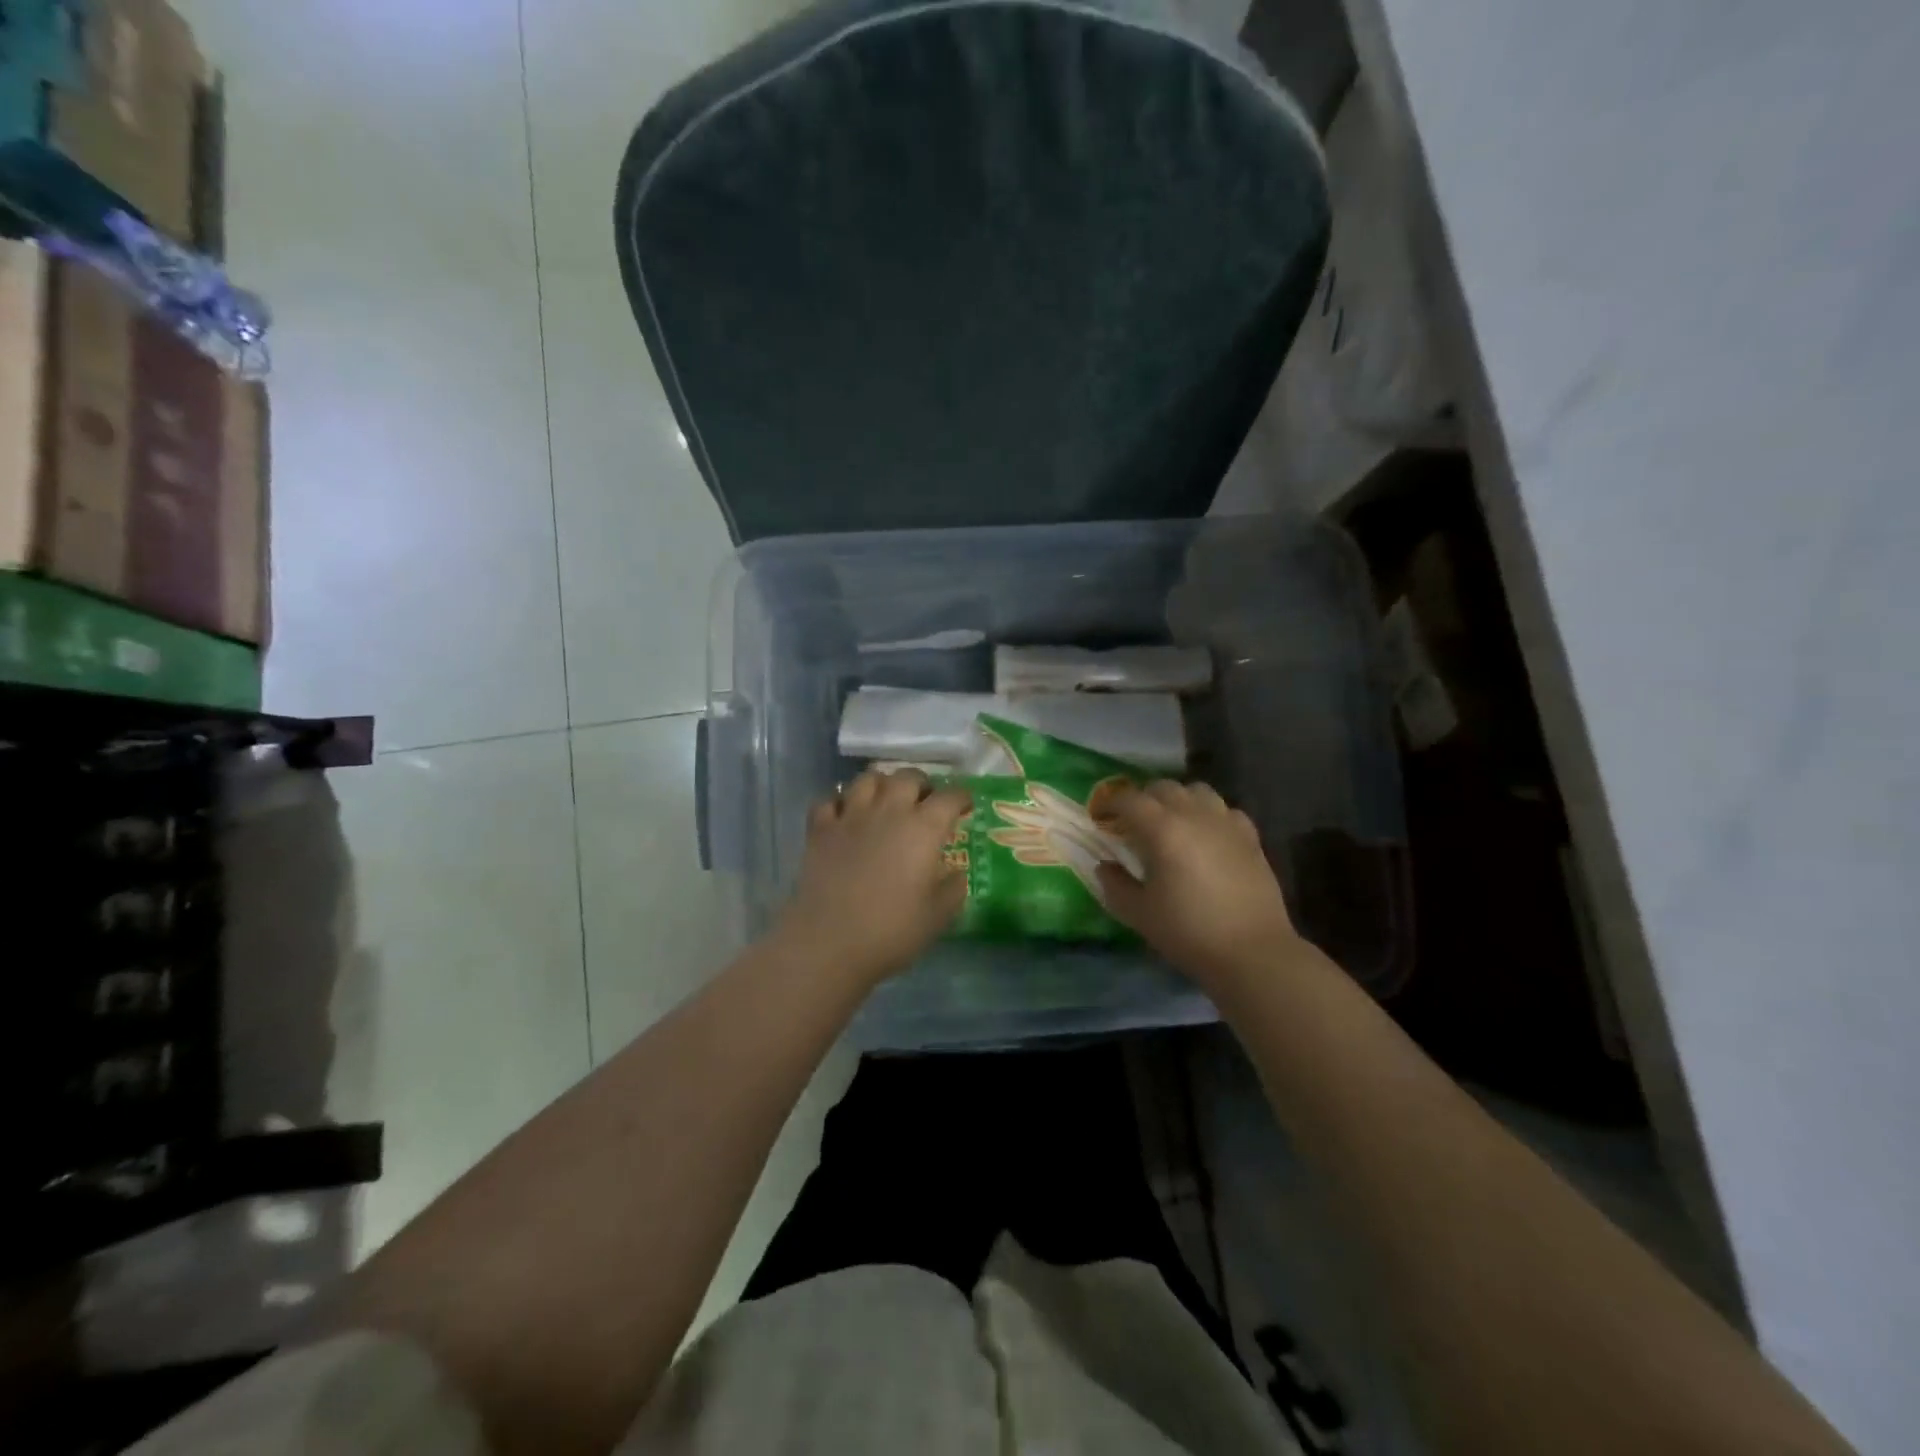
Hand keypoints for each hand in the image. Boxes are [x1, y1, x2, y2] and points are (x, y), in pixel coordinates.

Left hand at [775, 769, 972, 990]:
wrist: (829, 942)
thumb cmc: (892, 930)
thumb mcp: (939, 916)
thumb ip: (953, 888)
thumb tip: (956, 873)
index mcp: (923, 828)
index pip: (949, 797)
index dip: (961, 797)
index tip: (965, 806)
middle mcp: (888, 811)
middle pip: (908, 777)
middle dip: (922, 784)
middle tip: (925, 801)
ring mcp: (850, 816)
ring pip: (868, 779)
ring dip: (882, 784)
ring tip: (886, 800)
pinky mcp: (820, 830)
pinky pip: (829, 801)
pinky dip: (840, 803)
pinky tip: (845, 817)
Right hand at [1095, 781, 1305, 991]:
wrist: (1253, 952)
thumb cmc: (1188, 932)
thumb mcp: (1139, 914)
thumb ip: (1115, 885)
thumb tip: (1105, 866)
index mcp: (1162, 829)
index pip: (1129, 799)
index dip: (1111, 803)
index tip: (1101, 816)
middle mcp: (1194, 815)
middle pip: (1164, 788)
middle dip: (1143, 798)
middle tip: (1132, 822)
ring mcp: (1226, 823)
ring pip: (1197, 791)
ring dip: (1178, 800)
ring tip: (1171, 823)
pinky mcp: (1250, 837)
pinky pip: (1225, 810)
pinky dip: (1210, 814)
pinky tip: (1207, 836)